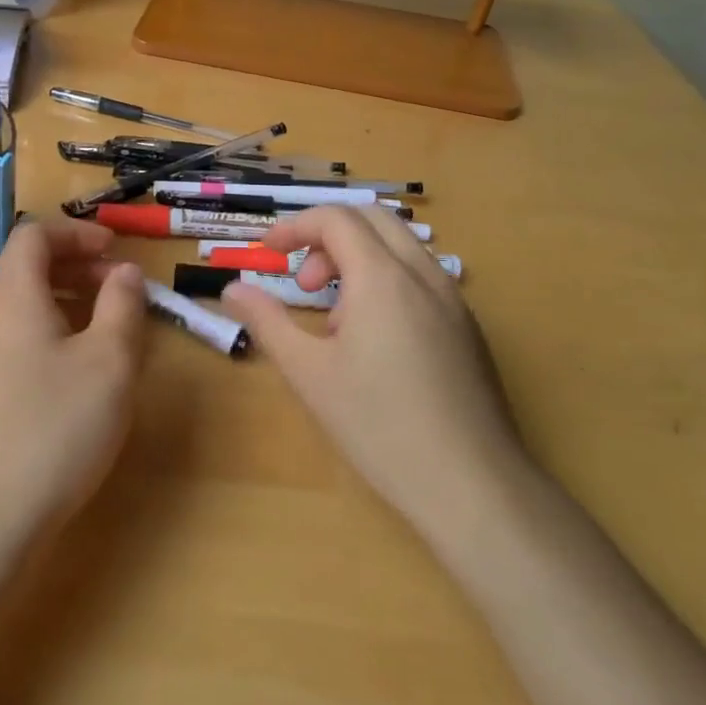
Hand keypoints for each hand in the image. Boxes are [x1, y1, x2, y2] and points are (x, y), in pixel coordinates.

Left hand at [0, 218, 147, 543]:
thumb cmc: (57, 426)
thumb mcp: (109, 362)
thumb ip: (122, 306)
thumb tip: (125, 273)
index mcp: (14, 298)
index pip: (33, 236)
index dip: (76, 232)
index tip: (115, 250)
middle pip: (29, 267)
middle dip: (79, 265)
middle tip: (122, 287)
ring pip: (27, 304)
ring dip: (71, 299)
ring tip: (112, 325)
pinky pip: (22, 336)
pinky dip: (56, 330)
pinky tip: (85, 367)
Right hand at [219, 206, 526, 525]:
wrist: (473, 486)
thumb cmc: (380, 426)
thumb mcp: (309, 373)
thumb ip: (267, 321)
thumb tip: (232, 290)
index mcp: (382, 277)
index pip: (335, 218)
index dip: (294, 226)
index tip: (266, 252)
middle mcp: (423, 274)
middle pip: (371, 218)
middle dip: (327, 236)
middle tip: (305, 284)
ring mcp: (453, 299)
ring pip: (400, 246)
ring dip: (358, 258)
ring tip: (337, 320)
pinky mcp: (468, 327)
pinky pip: (421, 277)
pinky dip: (386, 280)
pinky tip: (376, 341)